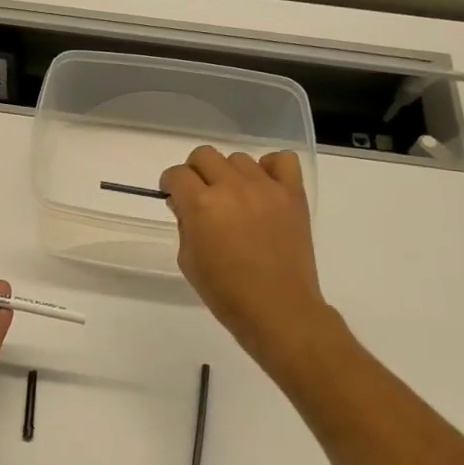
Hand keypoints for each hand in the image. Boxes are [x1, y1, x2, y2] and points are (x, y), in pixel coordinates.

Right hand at [159, 147, 328, 369]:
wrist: (277, 308)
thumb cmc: (225, 292)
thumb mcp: (188, 260)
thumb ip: (185, 224)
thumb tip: (187, 205)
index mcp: (201, 205)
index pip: (176, 174)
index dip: (170, 184)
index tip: (173, 196)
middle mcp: (232, 187)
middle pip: (204, 155)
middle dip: (195, 173)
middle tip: (200, 196)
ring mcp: (265, 187)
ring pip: (238, 158)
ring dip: (230, 174)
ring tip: (235, 199)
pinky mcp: (293, 193)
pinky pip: (281, 160)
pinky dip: (269, 168)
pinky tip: (264, 188)